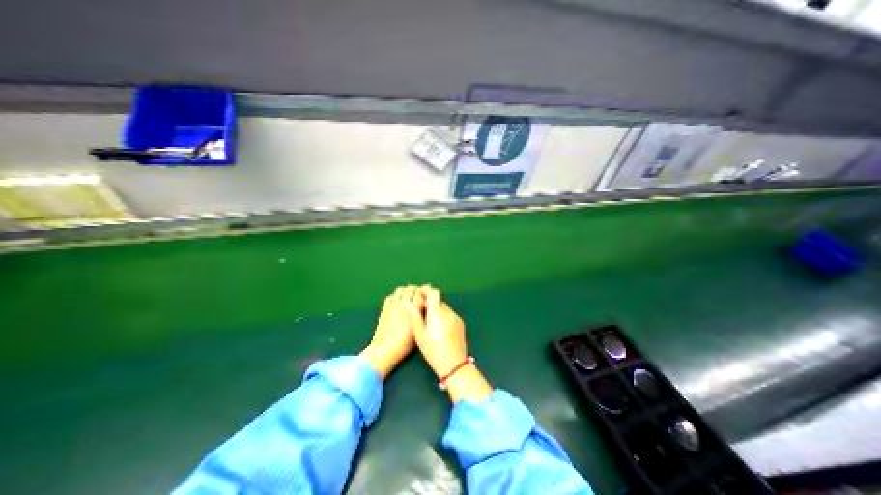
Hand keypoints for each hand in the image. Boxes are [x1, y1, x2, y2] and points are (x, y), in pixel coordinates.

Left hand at [359, 287, 424, 379]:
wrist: (386, 348)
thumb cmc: (405, 342)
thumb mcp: (419, 328)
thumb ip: (423, 315)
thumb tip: (426, 306)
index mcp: (413, 307)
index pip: (421, 292)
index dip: (426, 291)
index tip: (429, 294)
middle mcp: (403, 302)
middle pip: (411, 288)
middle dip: (417, 290)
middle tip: (421, 296)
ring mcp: (393, 303)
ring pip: (401, 289)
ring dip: (407, 290)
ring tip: (410, 297)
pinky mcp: (385, 307)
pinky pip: (391, 296)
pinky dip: (396, 295)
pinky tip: (399, 301)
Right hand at [415, 286, 493, 401]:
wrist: (454, 364)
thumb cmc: (433, 350)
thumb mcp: (419, 334)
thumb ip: (415, 316)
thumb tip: (411, 303)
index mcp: (437, 313)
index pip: (433, 292)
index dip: (426, 291)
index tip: (419, 295)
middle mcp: (448, 312)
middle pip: (438, 301)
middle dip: (429, 303)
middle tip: (421, 313)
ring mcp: (456, 317)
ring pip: (443, 308)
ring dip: (436, 311)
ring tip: (429, 323)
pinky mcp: (460, 323)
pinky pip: (449, 315)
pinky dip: (443, 317)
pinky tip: (439, 329)